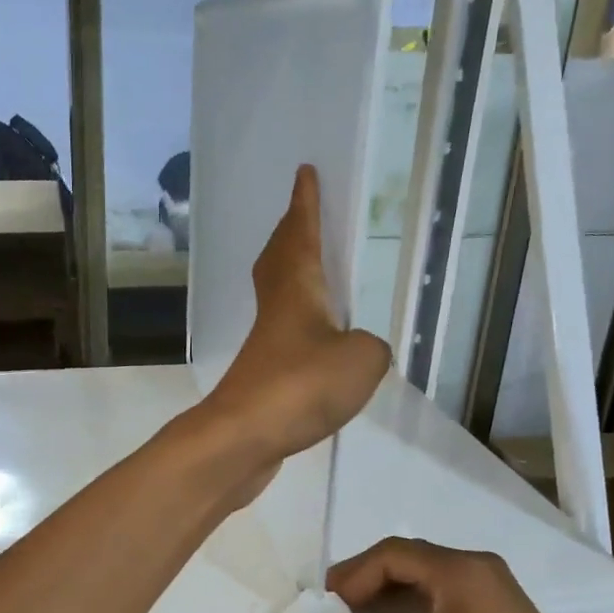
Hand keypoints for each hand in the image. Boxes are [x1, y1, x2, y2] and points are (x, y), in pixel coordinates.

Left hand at [199, 164, 390, 466]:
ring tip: (313, 274)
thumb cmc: (301, 385)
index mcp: (296, 290)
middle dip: (289, 235)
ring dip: (291, 277)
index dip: (306, 205)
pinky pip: (284, 337)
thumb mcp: (361, 359)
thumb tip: (357, 352)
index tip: (304, 173)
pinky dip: (299, 326)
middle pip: (278, 261)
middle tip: (299, 216)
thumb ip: (370, 347)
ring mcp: (265, 347)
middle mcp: (275, 311)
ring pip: (277, 298)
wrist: (243, 438)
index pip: (301, 235)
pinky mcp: (263, 379)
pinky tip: (314, 342)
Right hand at [309, 537, 606, 612]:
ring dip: (388, 592)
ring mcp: (489, 582)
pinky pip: (443, 589)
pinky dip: (413, 602)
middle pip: (407, 558)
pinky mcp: (496, 602)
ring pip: (424, 574)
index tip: (327, 605)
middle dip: (366, 580)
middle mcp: (474, 564)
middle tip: (335, 610)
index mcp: (459, 570)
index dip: (353, 575)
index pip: (392, 554)